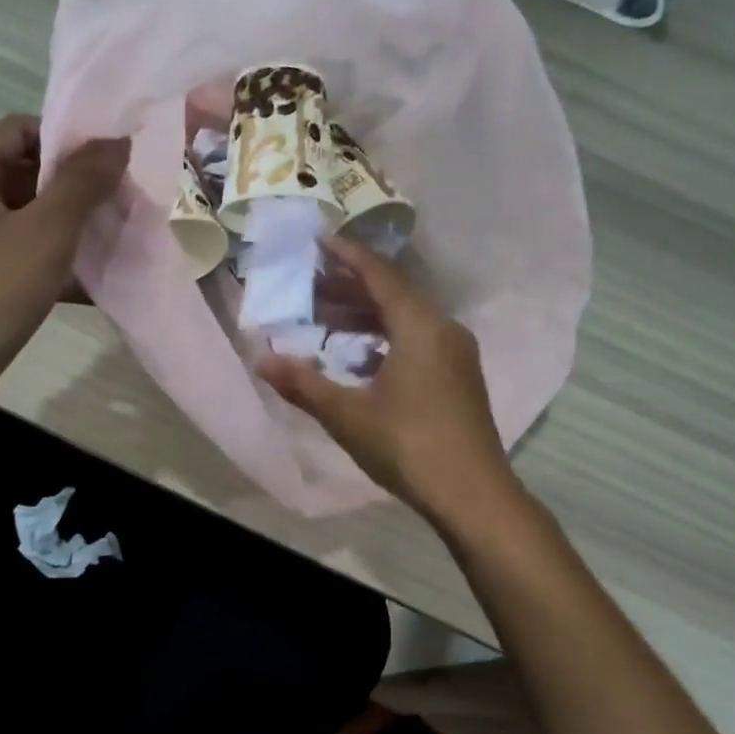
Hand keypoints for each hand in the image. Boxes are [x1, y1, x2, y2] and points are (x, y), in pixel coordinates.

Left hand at [0, 115, 127, 408]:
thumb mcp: (45, 232)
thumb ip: (83, 182)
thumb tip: (117, 140)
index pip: (19, 129)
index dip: (68, 137)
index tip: (114, 160)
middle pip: (24, 173)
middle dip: (76, 187)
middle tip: (124, 202)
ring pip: (26, 221)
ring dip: (71, 228)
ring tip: (118, 239)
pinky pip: (20, 259)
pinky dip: (54, 264)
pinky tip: (95, 284)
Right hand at [257, 237, 515, 526]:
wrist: (473, 494)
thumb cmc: (409, 446)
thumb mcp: (348, 415)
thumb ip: (304, 384)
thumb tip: (261, 360)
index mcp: (420, 326)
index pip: (379, 275)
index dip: (347, 255)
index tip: (319, 239)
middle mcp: (444, 328)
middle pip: (394, 293)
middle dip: (351, 285)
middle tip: (311, 282)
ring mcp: (457, 353)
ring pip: (407, 318)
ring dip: (368, 313)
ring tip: (327, 316)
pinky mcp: (460, 376)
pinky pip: (419, 339)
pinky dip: (387, 337)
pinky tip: (362, 355)